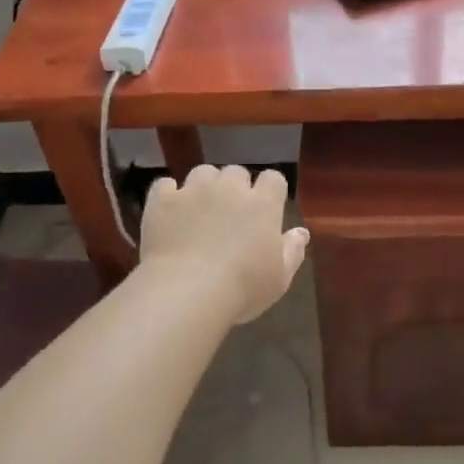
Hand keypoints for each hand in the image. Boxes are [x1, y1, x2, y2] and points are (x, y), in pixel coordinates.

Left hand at [141, 165, 308, 322]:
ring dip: (204, 186)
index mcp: (263, 204)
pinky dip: (169, 196)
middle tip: (230, 214)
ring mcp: (193, 190)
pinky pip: (165, 185)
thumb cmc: (242, 288)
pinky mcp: (162, 200)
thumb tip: (301, 232)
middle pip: (236, 172)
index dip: (270, 190)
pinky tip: (169, 213)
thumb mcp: (279, 278)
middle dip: (235, 188)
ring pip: (202, 173)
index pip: (273, 179)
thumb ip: (293, 251)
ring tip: (199, 210)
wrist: (186, 292)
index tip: (266, 208)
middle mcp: (229, 188)